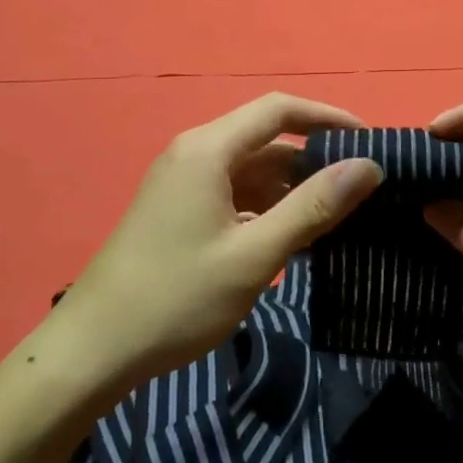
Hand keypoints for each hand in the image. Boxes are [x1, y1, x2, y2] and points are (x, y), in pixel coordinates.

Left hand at [54, 94, 382, 403]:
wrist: (91, 352)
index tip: (370, 142)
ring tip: (339, 218)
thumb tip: (369, 166)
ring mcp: (183, 184)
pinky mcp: (179, 211)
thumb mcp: (255, 255)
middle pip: (267, 140)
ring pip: (253, 171)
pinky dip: (268, 209)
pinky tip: (295, 240)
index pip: (280, 110)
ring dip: (293, 190)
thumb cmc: (176, 298)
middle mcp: (195, 154)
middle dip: (315, 160)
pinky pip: (235, 195)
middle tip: (363, 190)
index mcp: (208, 149)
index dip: (328, 118)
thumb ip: (314, 206)